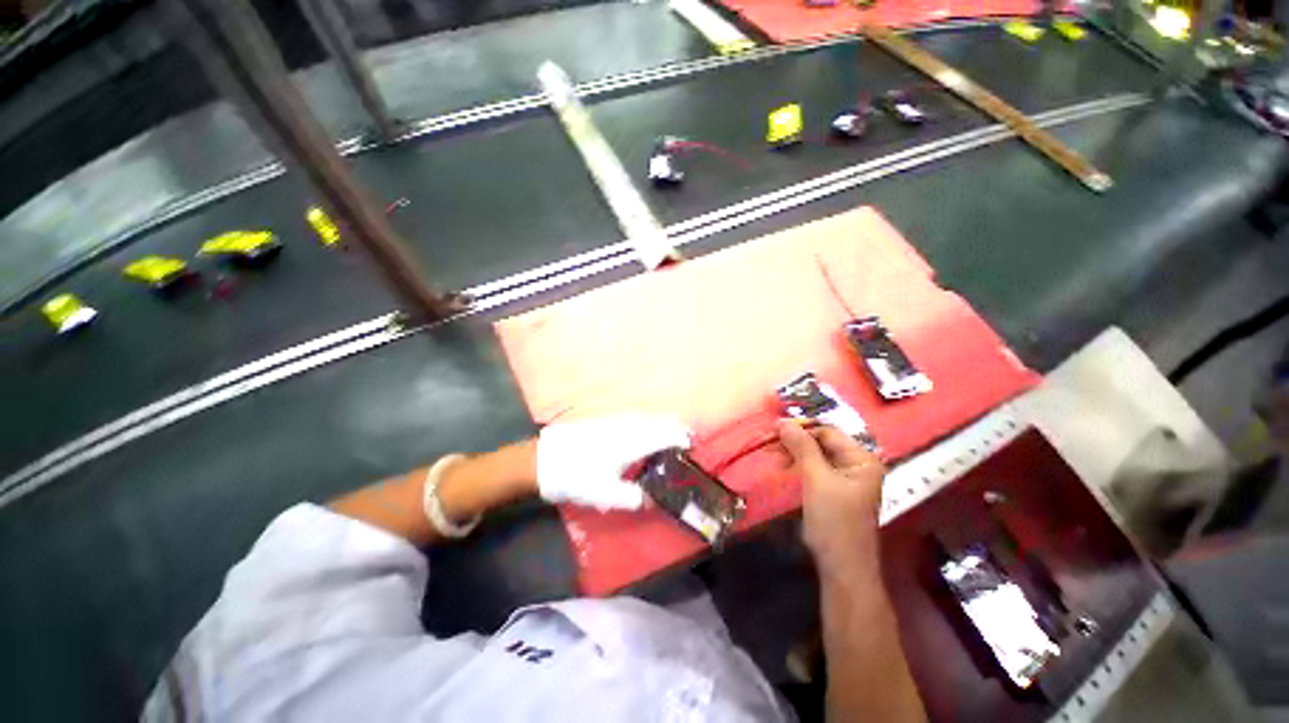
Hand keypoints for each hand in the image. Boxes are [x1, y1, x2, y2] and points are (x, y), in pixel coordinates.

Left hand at [538, 414, 691, 510]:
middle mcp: (627, 426)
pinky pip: (634, 417)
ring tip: (670, 434)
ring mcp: (615, 421)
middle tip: (684, 440)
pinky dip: (647, 422)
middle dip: (674, 428)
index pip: (664, 434)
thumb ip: (634, 497)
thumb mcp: (606, 494)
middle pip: (658, 421)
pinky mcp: (605, 420)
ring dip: (661, 424)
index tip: (692, 445)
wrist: (545, 459)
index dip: (681, 438)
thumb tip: (653, 499)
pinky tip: (645, 430)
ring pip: (646, 417)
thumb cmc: (577, 477)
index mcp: (632, 442)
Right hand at [778, 420, 886, 573]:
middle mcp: (857, 465)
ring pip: (816, 455)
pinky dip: (799, 465)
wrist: (841, 567)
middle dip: (796, 441)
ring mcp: (846, 478)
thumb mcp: (816, 479)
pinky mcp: (834, 490)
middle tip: (771, 444)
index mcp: (862, 459)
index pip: (828, 432)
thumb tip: (783, 421)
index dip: (802, 428)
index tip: (774, 430)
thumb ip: (802, 447)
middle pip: (822, 442)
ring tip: (775, 457)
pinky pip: (815, 468)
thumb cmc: (834, 520)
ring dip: (795, 453)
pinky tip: (785, 467)